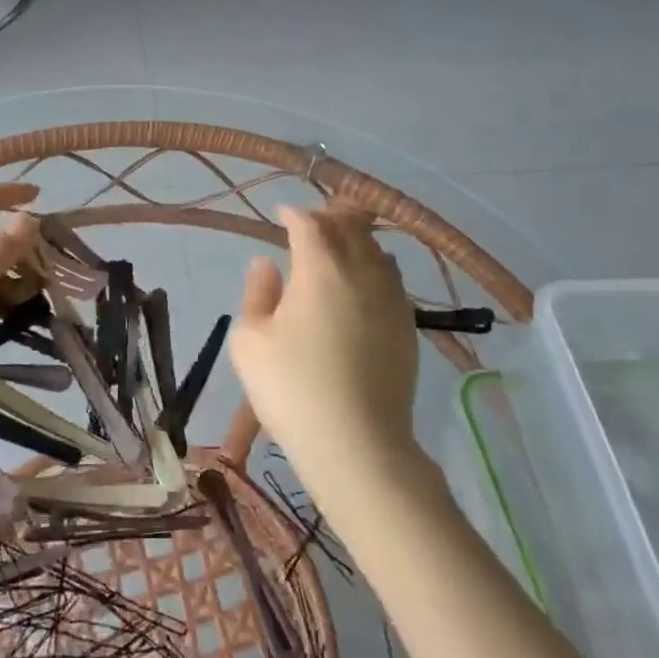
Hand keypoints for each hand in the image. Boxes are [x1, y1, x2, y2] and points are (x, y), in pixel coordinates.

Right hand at [228, 205, 419, 492]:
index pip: (309, 223)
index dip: (293, 214)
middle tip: (311, 223)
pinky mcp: (407, 326)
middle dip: (329, 218)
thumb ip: (257, 293)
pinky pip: (392, 279)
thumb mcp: (250, 340)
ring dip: (356, 239)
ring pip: (377, 250)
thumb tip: (266, 263)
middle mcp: (361, 271)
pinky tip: (365, 284)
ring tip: (340, 247)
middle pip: (350, 227)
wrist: (356, 443)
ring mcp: (390, 298)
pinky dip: (375, 267)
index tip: (282, 214)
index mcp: (320, 267)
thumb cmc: (292, 388)